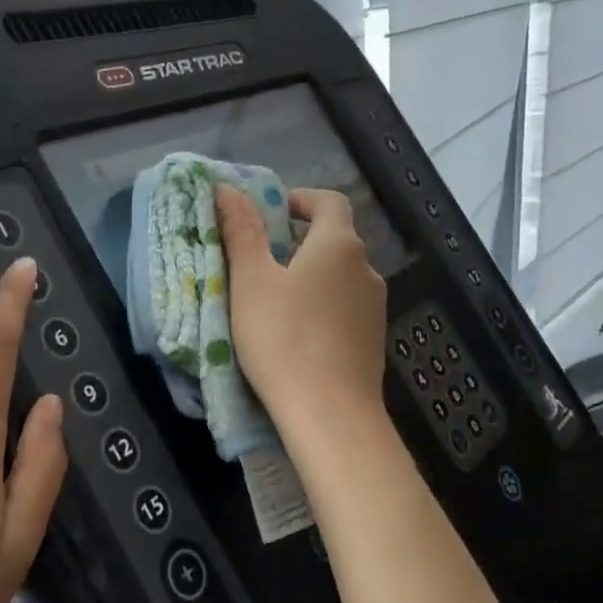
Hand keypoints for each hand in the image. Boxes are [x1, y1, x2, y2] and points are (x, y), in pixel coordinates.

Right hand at [215, 185, 387, 435]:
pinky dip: (319, 306)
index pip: (328, 201)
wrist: (330, 414)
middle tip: (255, 260)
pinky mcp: (372, 340)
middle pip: (333, 239)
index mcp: (339, 245)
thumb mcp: (251, 281)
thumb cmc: (284, 338)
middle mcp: (366, 269)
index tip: (266, 214)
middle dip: (295, 241)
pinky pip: (343, 307)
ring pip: (337, 276)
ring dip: (307, 276)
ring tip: (269, 300)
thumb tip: (227, 188)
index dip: (298, 199)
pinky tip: (294, 333)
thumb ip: (241, 231)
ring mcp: (374, 307)